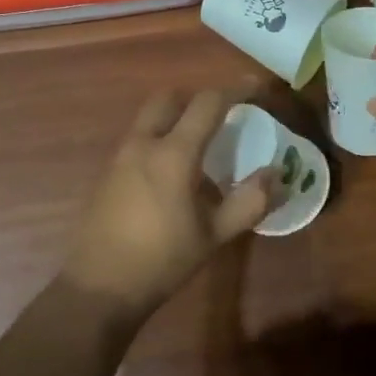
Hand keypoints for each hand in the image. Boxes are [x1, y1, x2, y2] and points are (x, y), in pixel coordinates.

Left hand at [62, 90, 275, 316]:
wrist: (99, 288)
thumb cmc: (162, 260)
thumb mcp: (215, 235)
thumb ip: (249, 201)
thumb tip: (277, 173)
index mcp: (173, 153)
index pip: (207, 103)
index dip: (235, 90)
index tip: (256, 88)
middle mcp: (143, 144)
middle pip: (169, 98)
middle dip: (196, 98)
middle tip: (221, 116)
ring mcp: (119, 157)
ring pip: (149, 118)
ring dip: (175, 118)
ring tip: (200, 145)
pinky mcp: (106, 174)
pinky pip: (137, 140)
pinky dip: (159, 138)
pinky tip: (172, 173)